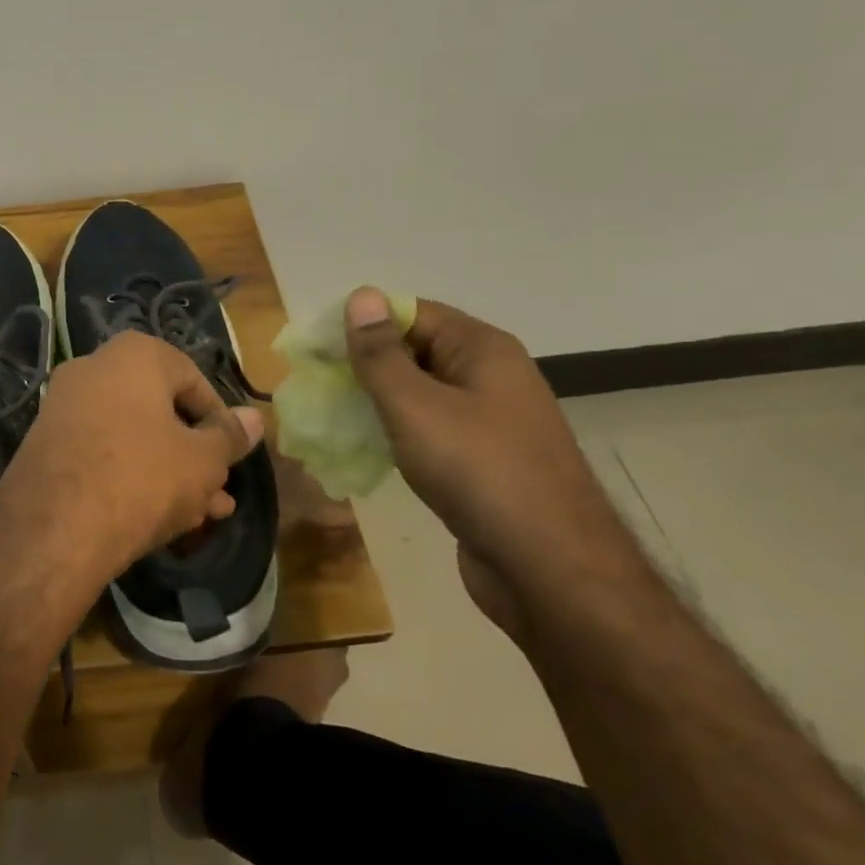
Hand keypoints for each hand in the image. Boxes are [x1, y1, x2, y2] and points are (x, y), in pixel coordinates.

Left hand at [0, 331, 264, 587]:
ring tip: (202, 516)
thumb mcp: (202, 461)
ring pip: (133, 437)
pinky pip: (102, 453)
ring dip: (169, 472)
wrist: (53, 527)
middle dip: (195, 455)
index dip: (219, 420)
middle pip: (161, 411)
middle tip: (220, 492)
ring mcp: (64, 406)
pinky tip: (159, 518)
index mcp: (134, 354)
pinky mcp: (45, 444)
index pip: (193, 379)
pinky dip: (131, 476)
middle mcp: (93, 367)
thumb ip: (229, 436)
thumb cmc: (142, 477)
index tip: (231, 456)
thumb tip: (254, 418)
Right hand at [343, 288, 645, 636]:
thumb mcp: (416, 406)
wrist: (549, 569)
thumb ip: (381, 354)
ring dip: (377, 400)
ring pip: (420, 395)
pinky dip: (396, 433)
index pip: (413, 313)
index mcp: (482, 350)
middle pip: (416, 351)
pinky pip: (430, 431)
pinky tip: (365, 448)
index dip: (363, 322)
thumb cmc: (478, 471)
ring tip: (330, 413)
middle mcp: (490, 377)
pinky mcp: (482, 462)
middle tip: (315, 381)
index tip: (315, 344)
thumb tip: (361, 295)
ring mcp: (490, 422)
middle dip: (365, 363)